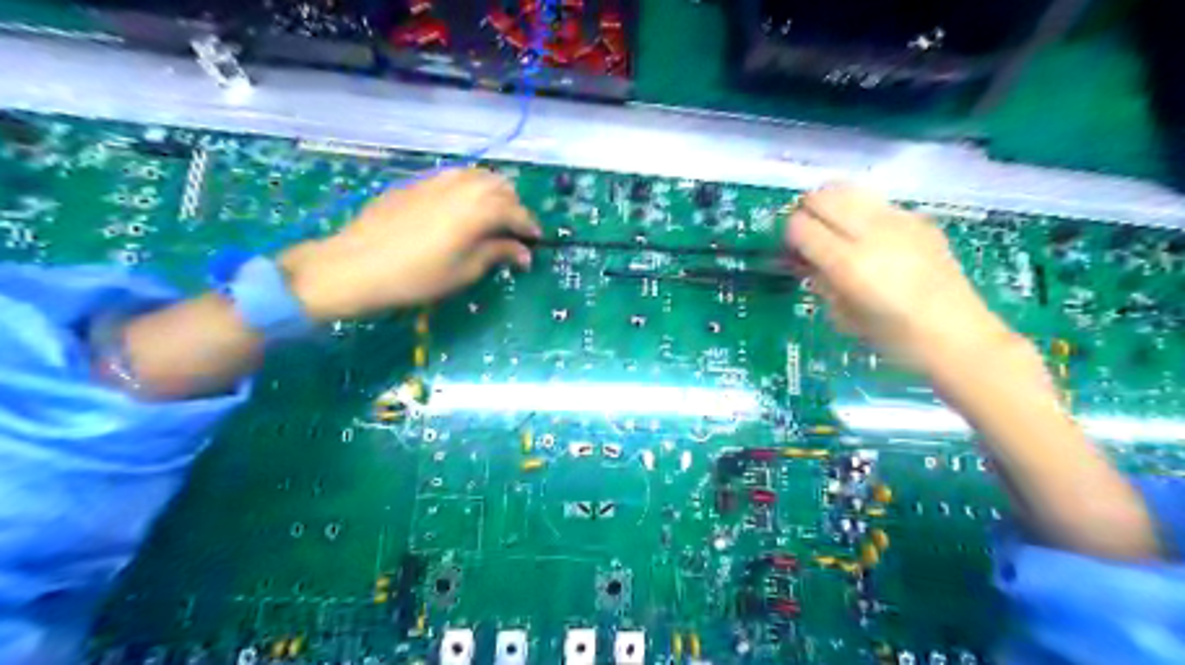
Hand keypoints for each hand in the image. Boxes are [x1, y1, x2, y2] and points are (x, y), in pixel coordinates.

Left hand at [281, 166, 538, 318]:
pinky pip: (454, 177)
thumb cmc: (416, 277)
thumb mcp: (464, 271)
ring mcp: (437, 180)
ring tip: (491, 216)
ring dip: (493, 192)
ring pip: (478, 176)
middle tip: (513, 231)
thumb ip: (497, 254)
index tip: (536, 242)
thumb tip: (524, 253)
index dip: (530, 227)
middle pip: (501, 186)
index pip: (517, 212)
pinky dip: (468, 188)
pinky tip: (460, 208)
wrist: (355, 265)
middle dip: (514, 206)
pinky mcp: (416, 183)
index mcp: (479, 209)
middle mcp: (463, 186)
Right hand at [789, 185, 1012, 372]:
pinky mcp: (919, 218)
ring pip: (849, 189)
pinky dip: (862, 212)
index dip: (790, 236)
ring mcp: (899, 221)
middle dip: (807, 213)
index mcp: (848, 263)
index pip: (800, 225)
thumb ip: (820, 281)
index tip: (793, 252)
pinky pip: (877, 202)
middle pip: (822, 197)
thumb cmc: (894, 339)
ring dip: (833, 205)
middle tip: (809, 236)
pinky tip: (871, 237)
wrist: (958, 337)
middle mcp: (871, 233)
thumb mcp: (842, 316)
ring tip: (835, 229)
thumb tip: (804, 259)